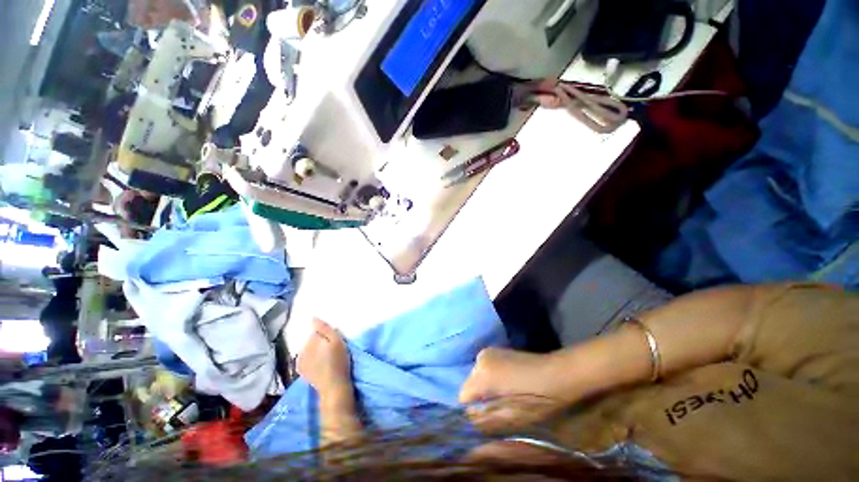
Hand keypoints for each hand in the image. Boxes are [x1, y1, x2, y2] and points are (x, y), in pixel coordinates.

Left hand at [297, 319, 353, 404]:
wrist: (333, 386)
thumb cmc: (339, 361)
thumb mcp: (337, 341)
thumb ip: (324, 328)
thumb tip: (312, 318)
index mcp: (310, 341)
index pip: (317, 331)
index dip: (326, 334)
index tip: (333, 340)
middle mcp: (301, 349)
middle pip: (312, 340)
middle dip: (320, 341)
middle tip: (331, 349)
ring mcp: (299, 361)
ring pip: (308, 349)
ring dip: (315, 350)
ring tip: (326, 357)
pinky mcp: (301, 371)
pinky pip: (305, 358)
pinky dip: (311, 359)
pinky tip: (319, 364)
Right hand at [460, 348, 563, 431]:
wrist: (556, 373)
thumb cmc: (537, 400)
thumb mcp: (511, 418)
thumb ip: (485, 418)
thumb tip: (470, 415)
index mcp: (482, 376)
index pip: (463, 395)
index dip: (473, 408)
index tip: (486, 414)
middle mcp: (480, 359)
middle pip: (470, 383)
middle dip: (479, 396)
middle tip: (498, 405)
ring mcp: (487, 351)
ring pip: (476, 375)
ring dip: (485, 386)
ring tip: (504, 393)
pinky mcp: (495, 349)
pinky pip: (484, 367)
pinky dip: (490, 376)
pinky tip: (506, 381)